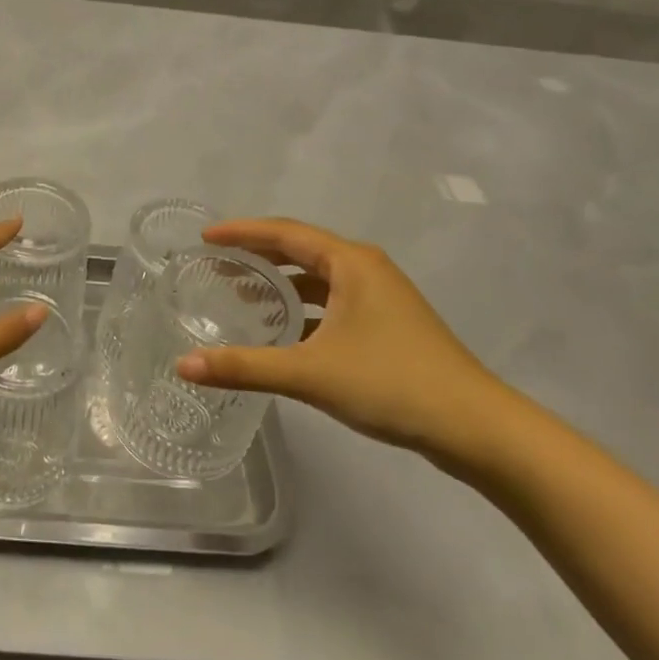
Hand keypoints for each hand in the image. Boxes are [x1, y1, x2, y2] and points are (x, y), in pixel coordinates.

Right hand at [175, 218, 508, 457]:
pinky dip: (302, 308)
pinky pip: (332, 302)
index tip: (204, 237)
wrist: (475, 427)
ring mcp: (381, 297)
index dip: (241, 232)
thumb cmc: (391, 384)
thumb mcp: (310, 373)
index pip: (284, 233)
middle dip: (257, 255)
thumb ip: (244, 366)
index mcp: (351, 263)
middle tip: (215, 263)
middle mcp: (366, 269)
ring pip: (318, 278)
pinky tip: (283, 331)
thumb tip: (183, 366)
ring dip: (280, 283)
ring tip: (240, 294)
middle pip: (300, 250)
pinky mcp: (387, 324)